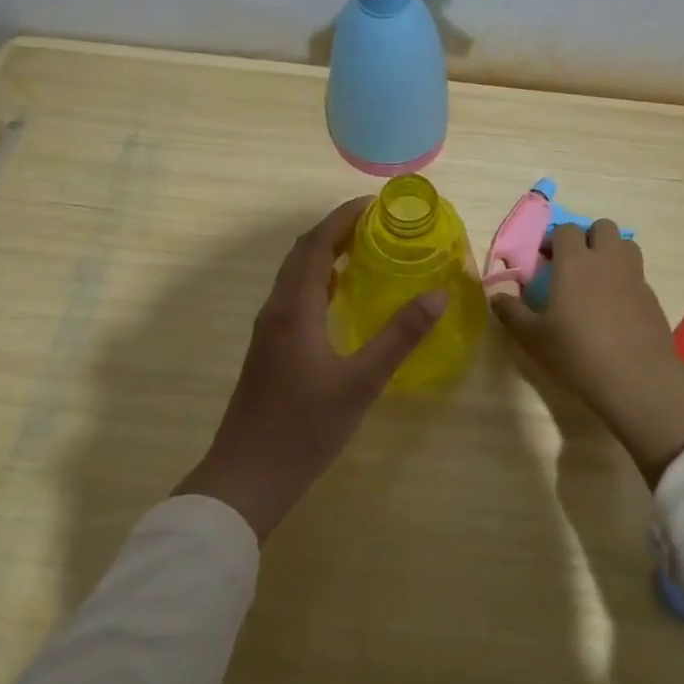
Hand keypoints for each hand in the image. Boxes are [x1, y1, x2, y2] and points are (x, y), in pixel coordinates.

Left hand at [174, 197, 445, 540]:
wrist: (246, 477)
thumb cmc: (304, 429)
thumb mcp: (361, 383)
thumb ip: (399, 336)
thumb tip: (437, 294)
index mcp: (294, 308)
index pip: (317, 244)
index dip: (344, 218)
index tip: (377, 205)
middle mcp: (276, 310)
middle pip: (302, 253)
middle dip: (337, 230)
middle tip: (378, 224)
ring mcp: (268, 330)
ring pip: (295, 275)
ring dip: (325, 254)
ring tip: (365, 250)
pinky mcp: (269, 349)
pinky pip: (294, 297)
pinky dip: (318, 281)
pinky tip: (340, 297)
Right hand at [492, 221, 683, 486]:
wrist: (636, 378)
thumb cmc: (577, 353)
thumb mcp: (533, 337)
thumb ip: (512, 312)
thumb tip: (495, 297)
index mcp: (575, 262)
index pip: (566, 229)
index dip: (554, 240)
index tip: (544, 260)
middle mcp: (607, 259)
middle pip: (602, 227)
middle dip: (587, 238)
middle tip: (573, 264)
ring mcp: (634, 276)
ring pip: (625, 245)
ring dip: (610, 253)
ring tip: (596, 279)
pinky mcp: (652, 296)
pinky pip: (637, 274)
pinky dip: (625, 280)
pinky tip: (614, 308)